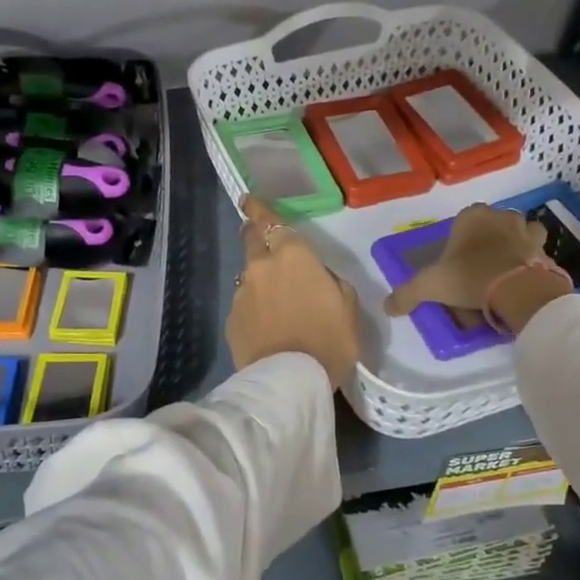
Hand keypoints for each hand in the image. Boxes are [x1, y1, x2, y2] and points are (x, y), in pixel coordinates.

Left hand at [227, 196, 361, 389]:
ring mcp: (242, 293)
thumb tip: (317, 278)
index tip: (249, 200)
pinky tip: (266, 327)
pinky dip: (253, 308)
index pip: (269, 220)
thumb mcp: (347, 307)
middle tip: (260, 237)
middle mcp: (261, 266)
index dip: (258, 208)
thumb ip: (331, 282)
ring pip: (248, 275)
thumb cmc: (329, 340)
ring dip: (258, 279)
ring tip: (273, 301)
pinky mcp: (231, 319)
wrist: (289, 380)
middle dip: (253, 233)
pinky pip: (243, 304)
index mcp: (293, 255)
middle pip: (250, 239)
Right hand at [383, 203, 547, 317]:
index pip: (462, 221)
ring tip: (502, 275)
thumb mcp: (429, 286)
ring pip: (518, 236)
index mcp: (472, 216)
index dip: (458, 243)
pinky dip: (529, 265)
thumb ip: (406, 294)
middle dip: (485, 246)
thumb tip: (388, 306)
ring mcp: (527, 231)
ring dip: (512, 249)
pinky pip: (536, 255)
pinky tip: (520, 284)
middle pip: (491, 228)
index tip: (454, 265)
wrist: (519, 291)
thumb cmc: (470, 277)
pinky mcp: (546, 251)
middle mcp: (501, 216)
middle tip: (476, 274)